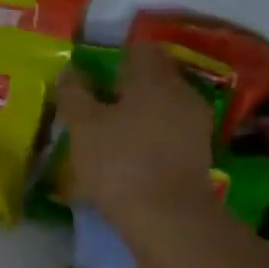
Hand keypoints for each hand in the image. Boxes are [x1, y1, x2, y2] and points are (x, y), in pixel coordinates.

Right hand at [56, 43, 216, 231]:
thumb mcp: (83, 126)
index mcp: (154, 77)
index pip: (139, 48)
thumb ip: (74, 93)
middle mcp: (181, 92)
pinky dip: (150, 137)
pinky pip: (169, 132)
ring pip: (162, 106)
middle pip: (152, 77)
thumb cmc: (120, 163)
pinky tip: (130, 156)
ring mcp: (195, 124)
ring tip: (109, 134)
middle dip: (125, 87)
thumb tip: (70, 70)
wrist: (169, 219)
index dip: (114, 55)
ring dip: (138, 114)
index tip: (91, 73)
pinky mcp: (198, 154)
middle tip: (95, 105)